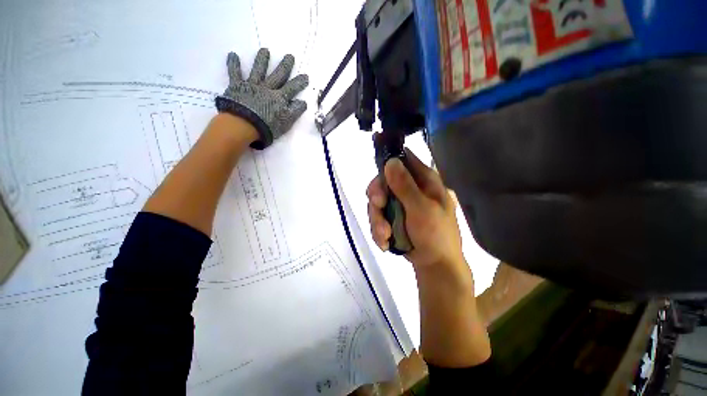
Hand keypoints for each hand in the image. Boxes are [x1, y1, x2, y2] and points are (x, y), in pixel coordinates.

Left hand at [216, 48, 308, 148]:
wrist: (244, 125)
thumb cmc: (267, 127)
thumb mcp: (286, 123)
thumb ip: (295, 111)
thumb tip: (303, 102)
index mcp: (279, 98)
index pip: (292, 88)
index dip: (299, 82)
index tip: (305, 76)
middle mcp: (267, 88)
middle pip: (278, 75)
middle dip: (285, 66)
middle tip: (290, 56)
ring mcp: (252, 86)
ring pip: (258, 70)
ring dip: (262, 60)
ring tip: (265, 50)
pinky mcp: (237, 86)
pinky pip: (234, 73)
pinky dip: (233, 64)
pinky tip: (233, 54)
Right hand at [366, 148, 465, 273]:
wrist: (435, 264)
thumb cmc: (436, 235)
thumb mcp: (421, 209)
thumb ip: (405, 186)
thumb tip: (390, 161)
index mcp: (423, 180)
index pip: (402, 159)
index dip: (387, 162)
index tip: (378, 177)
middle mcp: (409, 188)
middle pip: (383, 181)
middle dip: (377, 196)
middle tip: (378, 207)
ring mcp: (399, 204)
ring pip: (377, 202)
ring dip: (377, 220)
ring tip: (385, 235)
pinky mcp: (392, 217)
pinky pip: (377, 217)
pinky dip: (379, 231)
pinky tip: (386, 242)